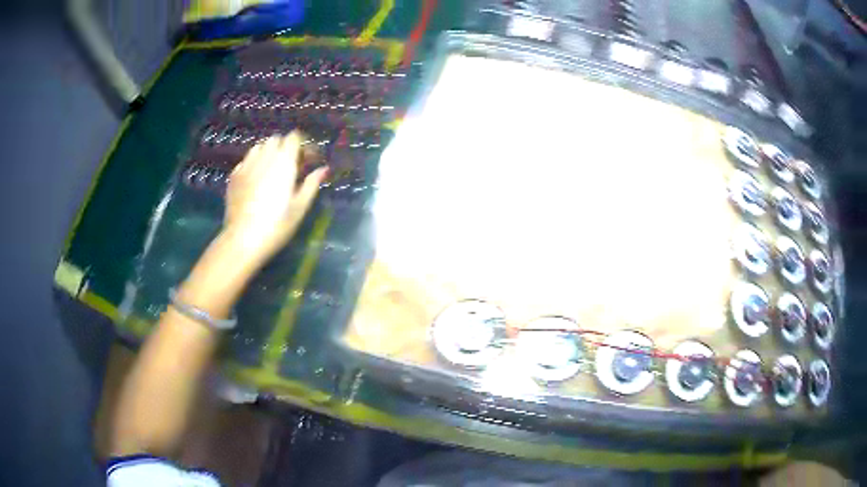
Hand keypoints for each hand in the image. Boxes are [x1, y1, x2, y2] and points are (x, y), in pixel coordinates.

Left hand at [222, 132, 327, 267]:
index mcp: (284, 162)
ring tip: (272, 170)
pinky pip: (246, 160)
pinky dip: (254, 164)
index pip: (294, 137)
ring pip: (259, 147)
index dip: (302, 145)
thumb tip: (324, 169)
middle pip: (276, 139)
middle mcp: (264, 158)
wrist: (243, 240)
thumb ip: (312, 184)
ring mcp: (246, 165)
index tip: (307, 160)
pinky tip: (256, 180)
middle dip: (285, 147)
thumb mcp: (300, 207)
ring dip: (268, 153)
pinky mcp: (234, 176)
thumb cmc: (276, 225)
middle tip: (290, 166)